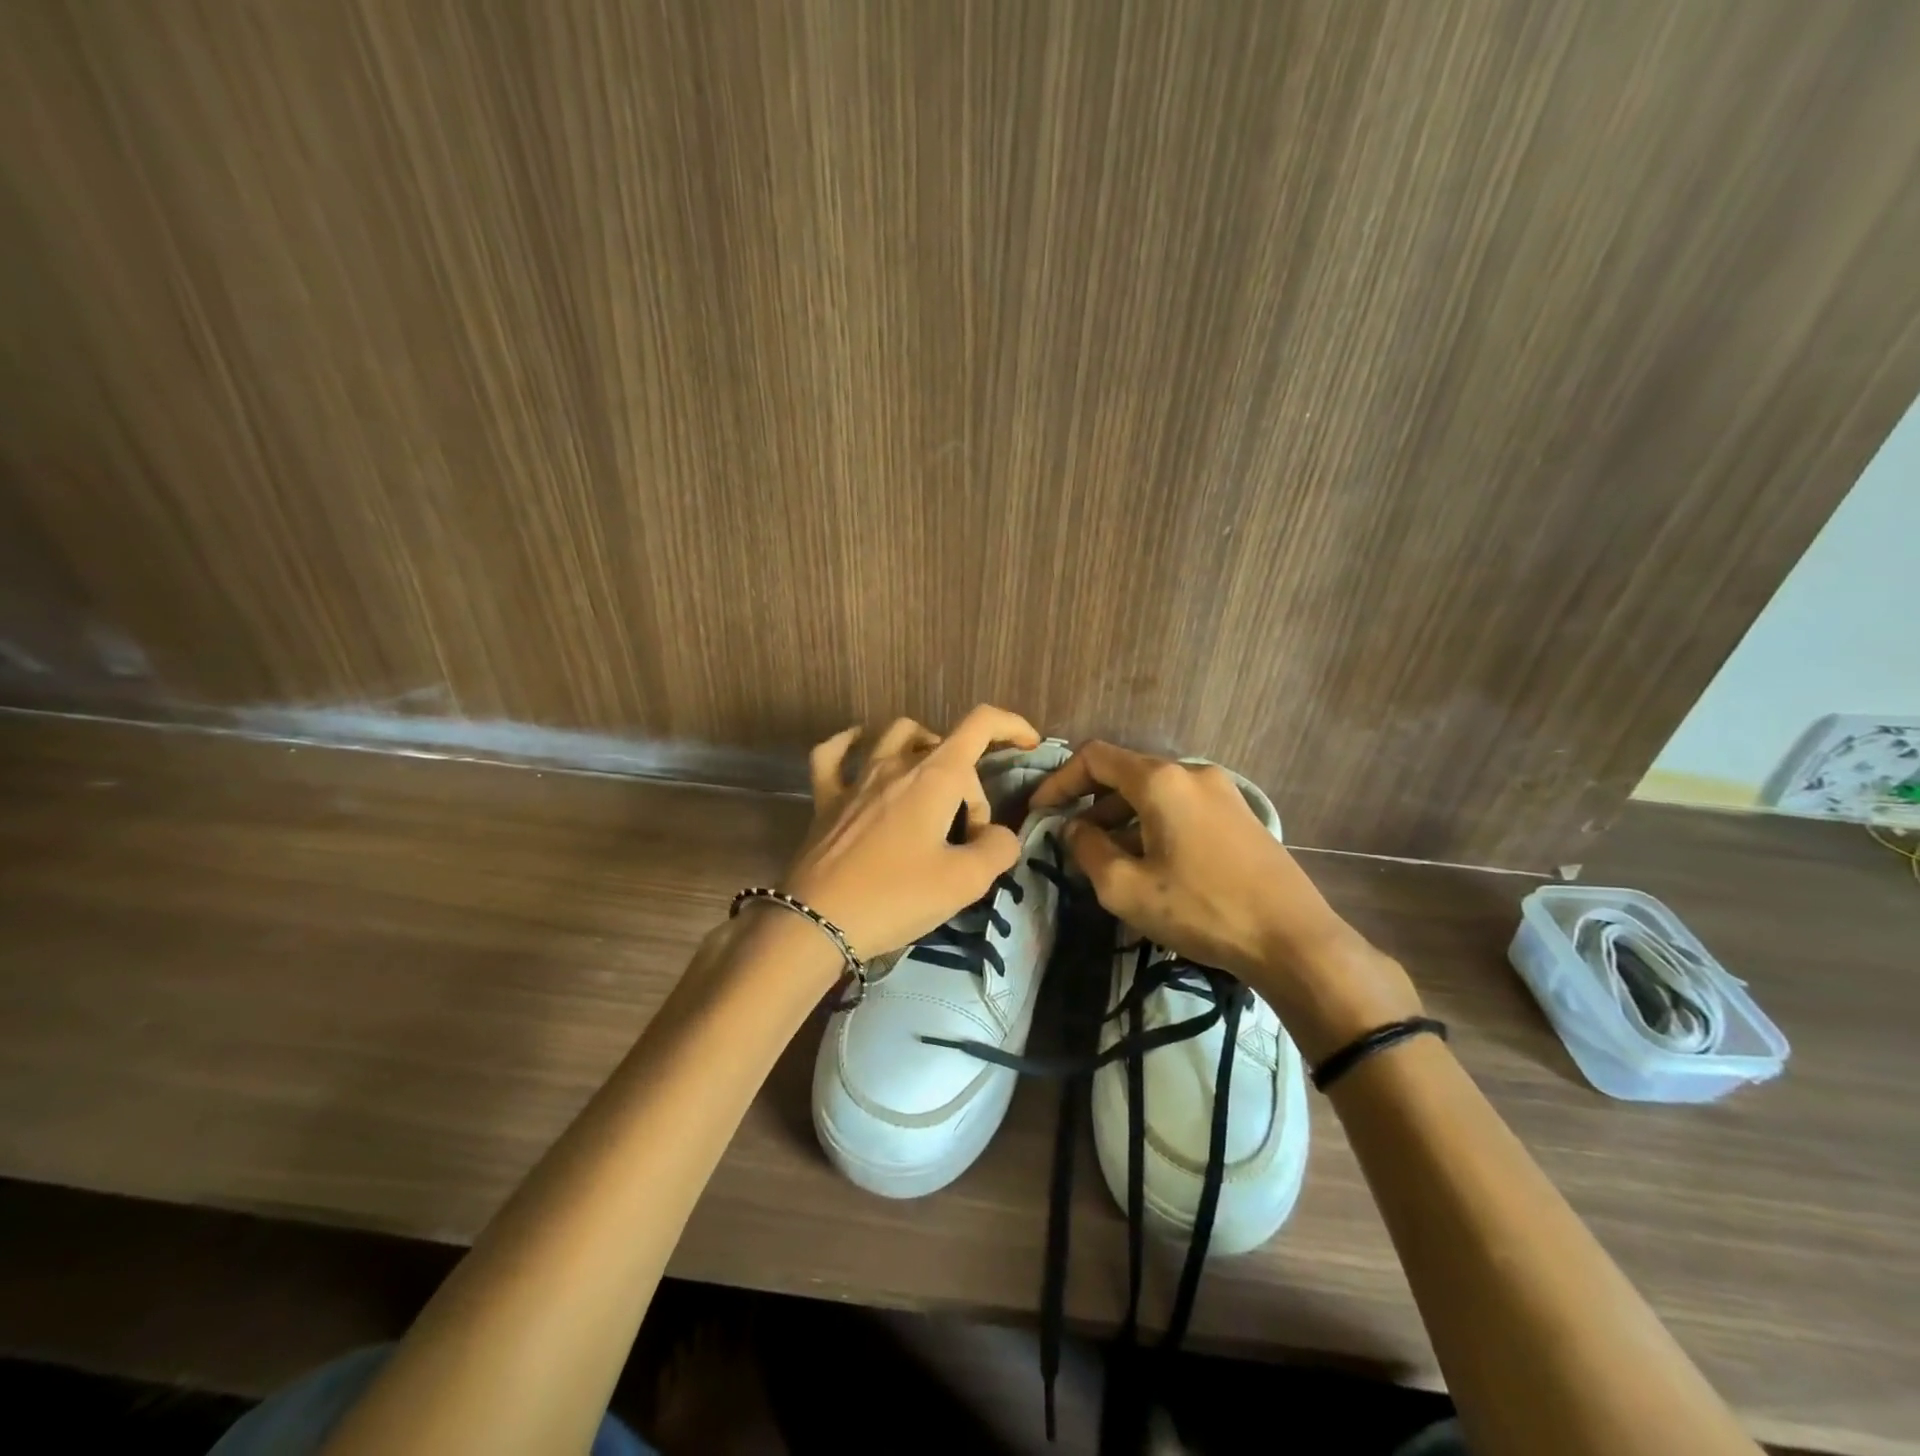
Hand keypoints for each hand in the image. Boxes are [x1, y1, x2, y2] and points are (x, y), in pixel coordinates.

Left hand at [781, 705, 1041, 959]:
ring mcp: (856, 779)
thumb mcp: (965, 881)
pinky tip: (861, 749)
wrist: (818, 922)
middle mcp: (895, 765)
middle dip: (969, 785)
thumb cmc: (896, 897)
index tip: (1029, 746)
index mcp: (934, 777)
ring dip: (923, 748)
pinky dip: (852, 743)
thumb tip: (998, 836)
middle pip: (946, 748)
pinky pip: (834, 754)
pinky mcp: (826, 799)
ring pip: (895, 735)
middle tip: (968, 836)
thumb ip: (997, 849)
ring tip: (933, 785)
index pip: (980, 725)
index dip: (1012, 726)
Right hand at [1030, 744, 1417, 1055]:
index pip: (1095, 757)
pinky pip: (1182, 807)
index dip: (1059, 780)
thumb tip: (1074, 828)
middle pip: (1126, 774)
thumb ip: (1088, 849)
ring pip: (1155, 793)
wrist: (1294, 939)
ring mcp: (1222, 792)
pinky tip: (1152, 862)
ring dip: (1122, 817)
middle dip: (1091, 803)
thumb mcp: (1126, 888)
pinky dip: (1153, 824)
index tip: (1040, 811)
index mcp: (1161, 780)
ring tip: (1108, 858)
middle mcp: (1192, 773)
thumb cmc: (1202, 909)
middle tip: (1071, 840)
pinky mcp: (1240, 815)